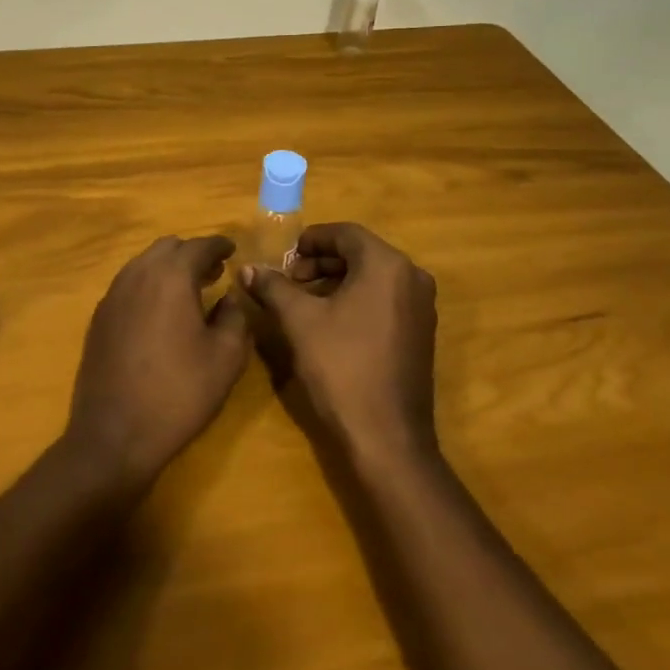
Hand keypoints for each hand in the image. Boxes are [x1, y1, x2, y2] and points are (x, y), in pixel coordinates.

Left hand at [65, 235, 250, 486]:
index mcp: (170, 278)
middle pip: (166, 248)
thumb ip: (235, 317)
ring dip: (168, 268)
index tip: (232, 250)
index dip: (219, 245)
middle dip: (192, 254)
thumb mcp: (226, 357)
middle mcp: (136, 276)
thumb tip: (229, 298)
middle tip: (214, 272)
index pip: (198, 246)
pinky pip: (128, 285)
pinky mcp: (98, 319)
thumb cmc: (179, 393)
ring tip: (189, 290)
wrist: (115, 434)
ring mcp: (112, 296)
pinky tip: (160, 311)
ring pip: (143, 264)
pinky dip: (148, 285)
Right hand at [241, 223, 438, 467]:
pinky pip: (386, 299)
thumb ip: (273, 287)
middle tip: (290, 281)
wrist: (387, 435)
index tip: (284, 258)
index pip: (345, 233)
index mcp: (387, 265)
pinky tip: (331, 323)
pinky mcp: (421, 332)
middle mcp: (412, 277)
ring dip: (337, 281)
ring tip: (304, 303)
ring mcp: (421, 307)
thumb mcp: (299, 321)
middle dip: (321, 263)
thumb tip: (247, 268)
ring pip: (373, 277)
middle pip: (361, 253)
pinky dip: (357, 299)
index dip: (310, 240)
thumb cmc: (341, 367)